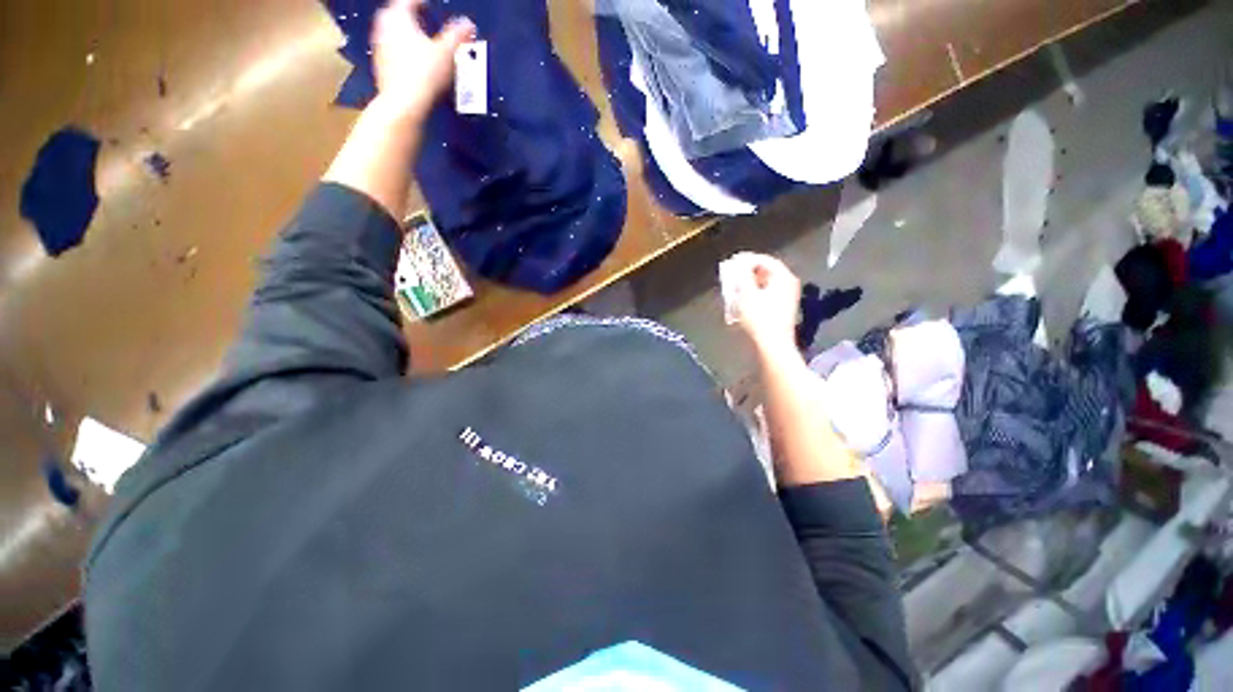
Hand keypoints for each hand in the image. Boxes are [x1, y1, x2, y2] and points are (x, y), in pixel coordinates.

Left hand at [371, 0, 475, 119]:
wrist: (404, 103)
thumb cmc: (423, 75)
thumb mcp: (447, 52)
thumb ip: (458, 36)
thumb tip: (468, 24)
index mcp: (398, 17)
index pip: (409, 1)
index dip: (420, 2)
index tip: (428, 4)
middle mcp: (384, 28)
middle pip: (396, 15)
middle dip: (409, 16)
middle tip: (421, 18)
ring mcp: (379, 48)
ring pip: (391, 33)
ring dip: (404, 35)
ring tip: (418, 41)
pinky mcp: (380, 67)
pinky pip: (391, 52)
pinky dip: (401, 53)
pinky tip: (412, 62)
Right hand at [724, 252, 801, 355]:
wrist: (772, 345)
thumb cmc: (760, 319)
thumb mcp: (746, 293)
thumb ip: (742, 274)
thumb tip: (739, 264)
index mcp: (783, 277)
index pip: (764, 259)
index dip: (746, 259)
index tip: (732, 261)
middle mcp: (788, 284)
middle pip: (765, 271)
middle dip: (746, 272)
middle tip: (732, 274)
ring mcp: (786, 297)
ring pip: (764, 283)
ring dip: (748, 284)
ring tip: (734, 288)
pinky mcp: (781, 309)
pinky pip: (765, 294)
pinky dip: (753, 294)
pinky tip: (741, 300)